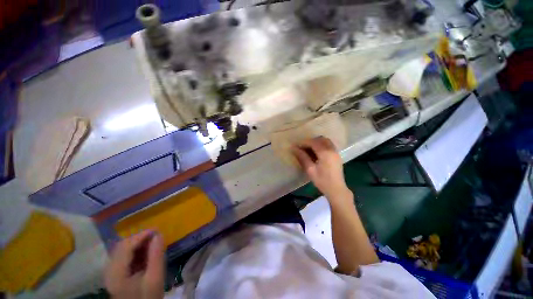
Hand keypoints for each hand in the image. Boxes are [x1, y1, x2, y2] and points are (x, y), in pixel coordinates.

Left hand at [105, 231, 164, 298]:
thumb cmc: (148, 296)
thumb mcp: (155, 278)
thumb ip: (156, 256)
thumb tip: (159, 235)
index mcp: (117, 273)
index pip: (126, 247)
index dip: (141, 236)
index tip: (157, 230)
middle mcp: (110, 271)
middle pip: (122, 247)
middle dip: (139, 239)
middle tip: (156, 236)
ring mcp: (111, 273)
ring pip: (122, 251)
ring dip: (137, 244)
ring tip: (153, 243)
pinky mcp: (115, 275)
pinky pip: (123, 257)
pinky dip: (135, 252)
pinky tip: (145, 254)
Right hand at [292, 137, 351, 201]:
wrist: (337, 189)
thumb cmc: (322, 181)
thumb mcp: (310, 170)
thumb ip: (302, 157)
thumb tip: (294, 149)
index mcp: (325, 153)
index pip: (313, 142)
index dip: (303, 143)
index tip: (295, 146)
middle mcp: (332, 149)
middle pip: (320, 139)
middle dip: (310, 141)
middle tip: (302, 148)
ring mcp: (335, 152)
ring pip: (325, 141)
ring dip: (316, 142)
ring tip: (308, 149)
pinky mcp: (337, 155)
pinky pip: (328, 145)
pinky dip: (321, 145)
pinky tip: (316, 152)